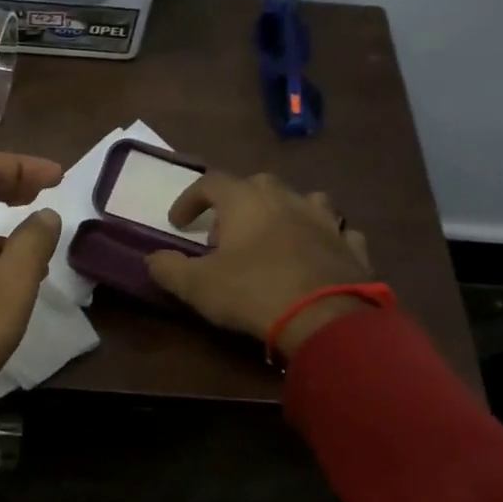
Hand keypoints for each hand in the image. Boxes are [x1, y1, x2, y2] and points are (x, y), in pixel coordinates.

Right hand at [145, 171, 376, 359]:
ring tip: (271, 239)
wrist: (325, 318)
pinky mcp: (350, 245)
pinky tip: (314, 255)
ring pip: (301, 201)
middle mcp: (286, 198)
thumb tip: (151, 259)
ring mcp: (324, 219)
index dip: (190, 199)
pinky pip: (334, 231)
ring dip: (282, 213)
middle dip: (236, 205)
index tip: (178, 223)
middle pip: (256, 185)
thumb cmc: (252, 292)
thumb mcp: (197, 286)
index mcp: (245, 200)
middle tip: (223, 236)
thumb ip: (168, 269)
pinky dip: (319, 238)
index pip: (210, 183)